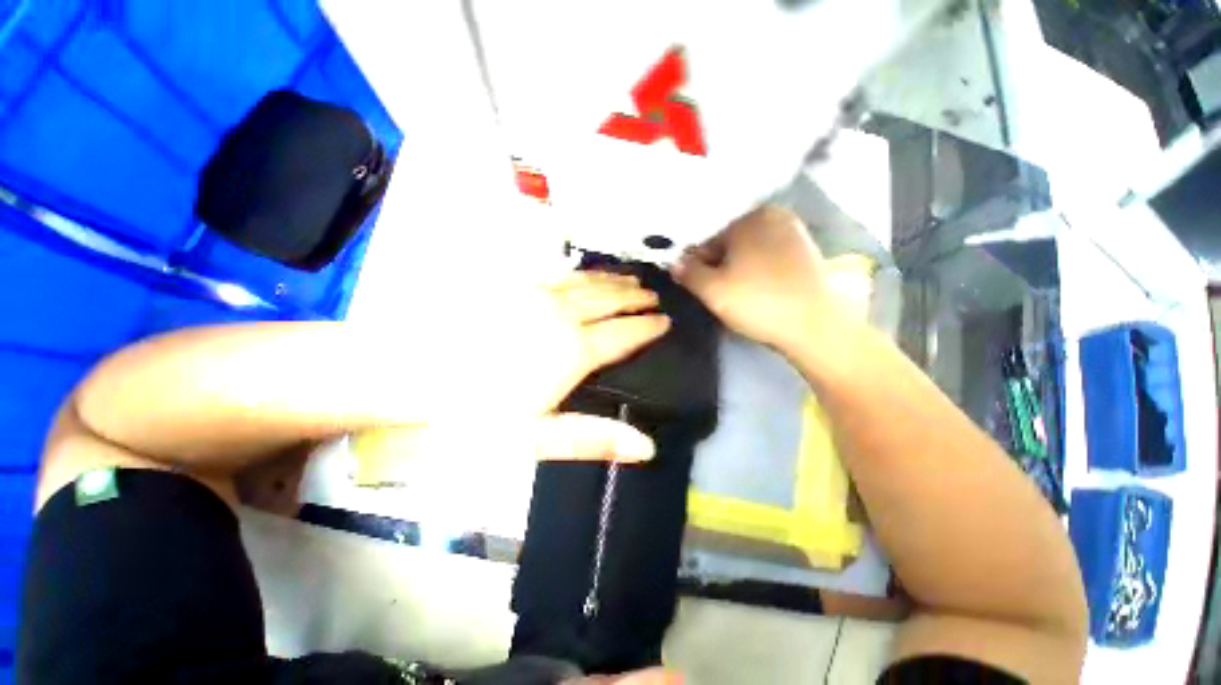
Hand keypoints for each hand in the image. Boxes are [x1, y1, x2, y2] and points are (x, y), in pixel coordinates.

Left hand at [354, 271, 669, 474]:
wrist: (400, 371)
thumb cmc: (470, 413)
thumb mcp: (535, 438)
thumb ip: (592, 438)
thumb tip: (646, 446)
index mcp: (573, 352)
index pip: (624, 335)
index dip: (647, 327)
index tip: (665, 320)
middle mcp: (561, 315)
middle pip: (609, 302)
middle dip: (635, 297)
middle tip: (654, 294)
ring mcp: (534, 295)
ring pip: (586, 282)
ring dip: (611, 280)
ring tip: (631, 278)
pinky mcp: (509, 285)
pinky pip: (557, 274)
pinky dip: (579, 273)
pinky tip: (583, 273)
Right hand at [672, 205, 840, 352]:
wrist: (816, 326)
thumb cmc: (758, 302)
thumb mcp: (712, 290)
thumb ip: (687, 273)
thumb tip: (674, 262)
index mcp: (748, 216)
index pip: (706, 238)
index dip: (696, 263)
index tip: (696, 285)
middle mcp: (773, 215)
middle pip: (728, 240)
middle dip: (718, 264)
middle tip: (718, 292)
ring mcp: (793, 231)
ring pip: (749, 249)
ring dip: (737, 268)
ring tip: (739, 294)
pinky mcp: (806, 250)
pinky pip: (768, 255)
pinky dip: (757, 269)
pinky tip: (759, 290)